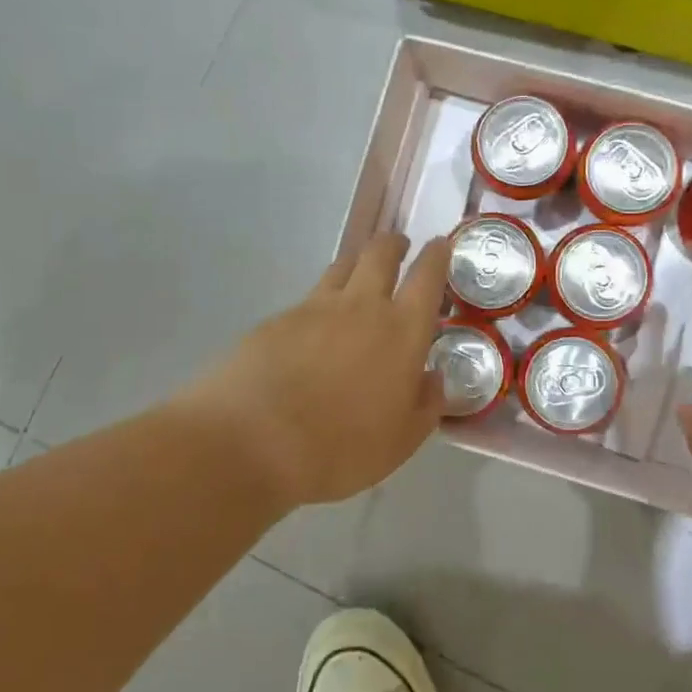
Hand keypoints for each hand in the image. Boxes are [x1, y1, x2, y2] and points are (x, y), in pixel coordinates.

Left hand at [189, 232, 449, 509]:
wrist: (251, 442)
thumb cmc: (341, 447)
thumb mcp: (401, 441)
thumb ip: (425, 405)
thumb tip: (434, 380)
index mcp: (402, 331)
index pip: (428, 277)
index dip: (437, 256)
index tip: (440, 245)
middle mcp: (361, 307)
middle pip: (380, 254)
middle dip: (394, 244)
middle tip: (399, 247)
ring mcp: (313, 309)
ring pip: (341, 268)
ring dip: (356, 264)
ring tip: (359, 277)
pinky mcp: (275, 320)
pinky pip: (306, 300)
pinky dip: (319, 304)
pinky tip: (314, 330)